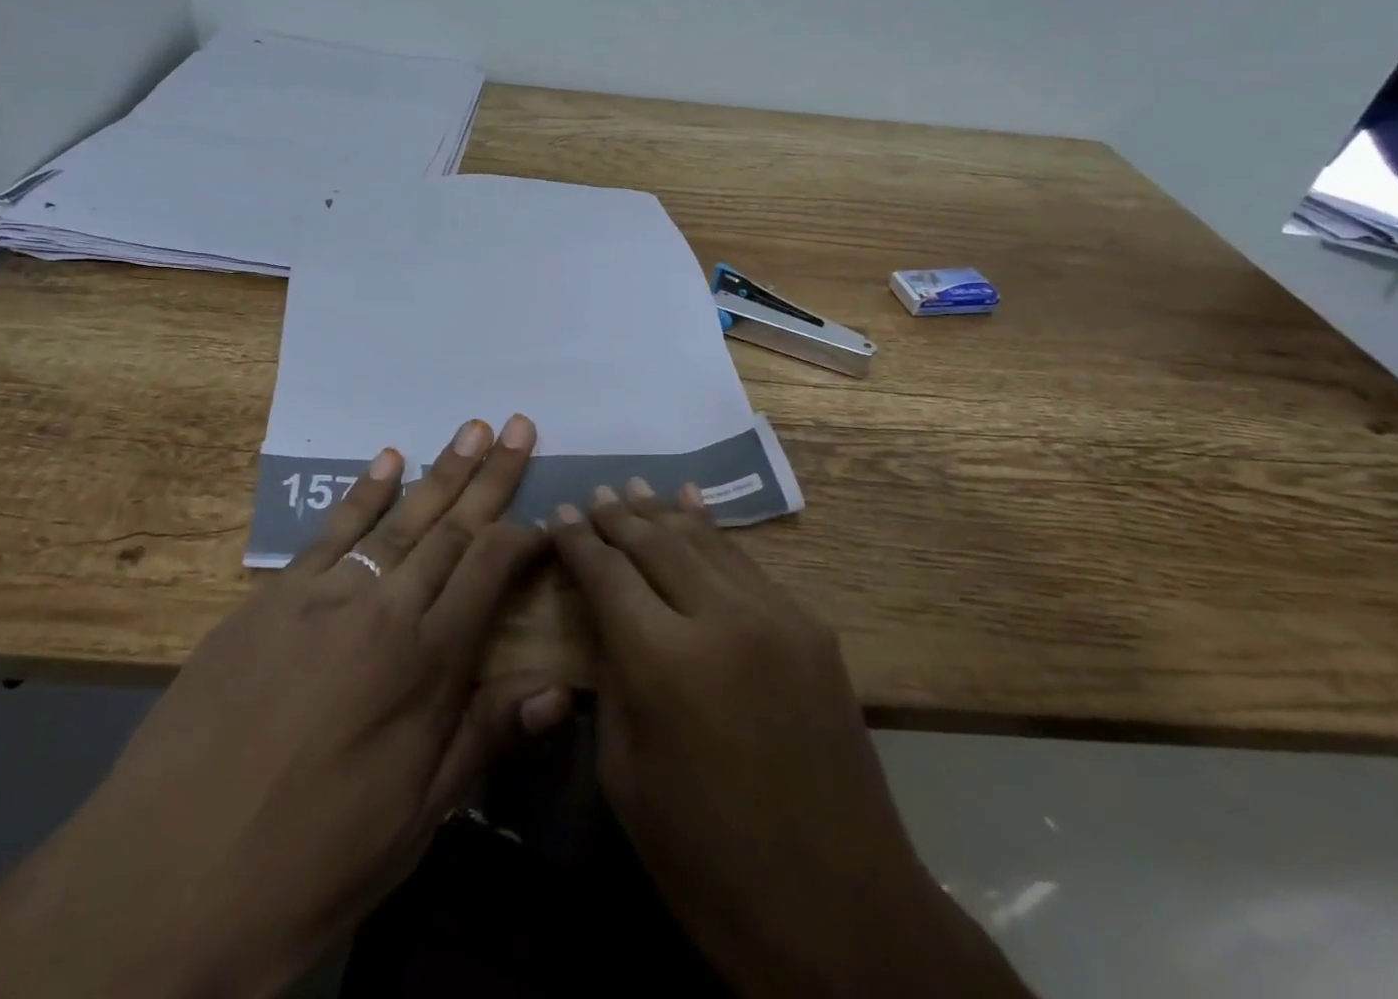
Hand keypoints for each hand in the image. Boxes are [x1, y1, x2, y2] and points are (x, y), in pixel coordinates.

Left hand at [0, 414, 569, 998]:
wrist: (162, 886)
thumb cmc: (311, 861)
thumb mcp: (416, 818)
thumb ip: (486, 738)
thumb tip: (558, 689)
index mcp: (426, 662)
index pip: (491, 569)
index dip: (526, 537)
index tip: (550, 517)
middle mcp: (383, 609)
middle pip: (452, 527)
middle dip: (493, 475)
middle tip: (519, 425)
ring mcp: (323, 596)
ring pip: (399, 518)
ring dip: (441, 470)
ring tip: (474, 429)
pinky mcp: (270, 599)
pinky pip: (330, 532)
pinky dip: (363, 492)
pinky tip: (388, 459)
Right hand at [551, 481, 1030, 998]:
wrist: (840, 910)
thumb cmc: (707, 861)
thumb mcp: (626, 775)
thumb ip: (611, 677)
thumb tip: (603, 615)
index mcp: (664, 662)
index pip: (608, 573)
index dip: (578, 541)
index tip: (557, 514)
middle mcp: (721, 618)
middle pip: (656, 542)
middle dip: (618, 516)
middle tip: (592, 495)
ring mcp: (776, 616)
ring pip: (705, 541)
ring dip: (663, 513)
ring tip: (633, 488)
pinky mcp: (811, 627)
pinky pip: (748, 564)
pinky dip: (712, 533)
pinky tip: (693, 507)